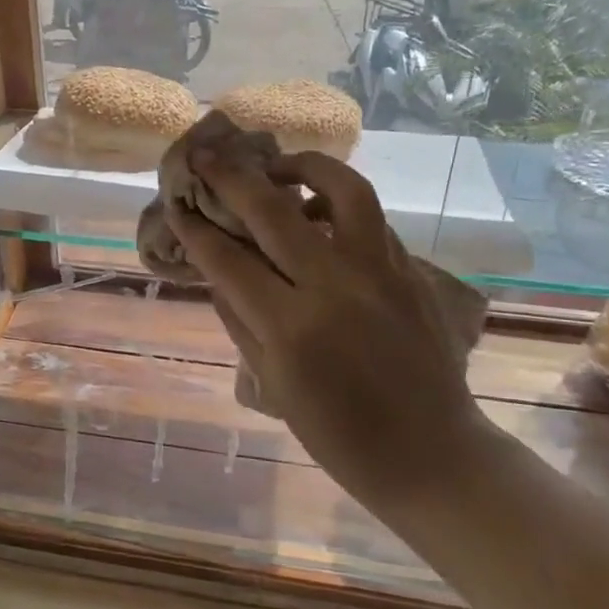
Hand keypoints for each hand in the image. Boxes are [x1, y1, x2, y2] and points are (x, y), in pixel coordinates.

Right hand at [168, 149, 486, 498]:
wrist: (432, 454)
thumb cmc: (339, 436)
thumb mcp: (272, 383)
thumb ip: (239, 318)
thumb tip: (215, 268)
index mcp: (291, 327)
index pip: (228, 260)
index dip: (196, 228)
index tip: (176, 204)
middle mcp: (335, 285)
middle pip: (272, 209)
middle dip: (229, 177)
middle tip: (205, 155)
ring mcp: (380, 271)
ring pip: (341, 188)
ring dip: (301, 166)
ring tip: (277, 168)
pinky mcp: (410, 269)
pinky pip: (370, 216)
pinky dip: (337, 200)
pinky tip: (318, 211)